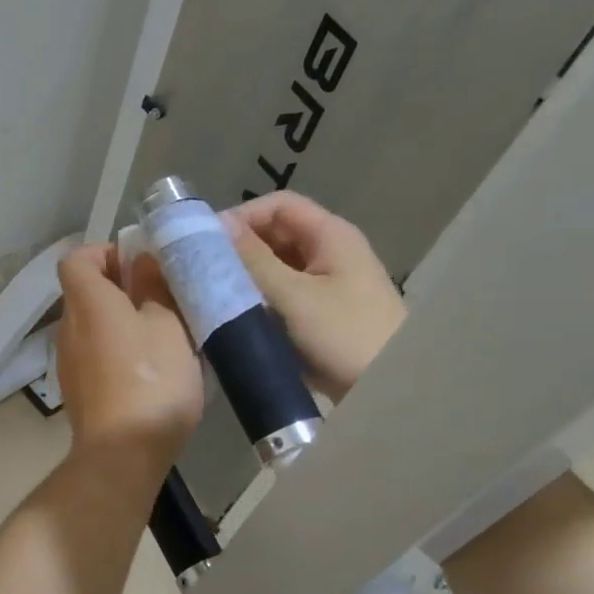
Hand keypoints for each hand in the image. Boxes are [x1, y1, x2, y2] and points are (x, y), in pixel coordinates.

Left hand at [55, 244, 203, 478]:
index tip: (140, 263)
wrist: (121, 454)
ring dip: (122, 321)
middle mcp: (69, 327)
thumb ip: (154, 288)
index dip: (105, 252)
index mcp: (87, 302)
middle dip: (121, 287)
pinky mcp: (77, 391)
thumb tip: (142, 261)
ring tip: (164, 334)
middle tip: (163, 298)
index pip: (77, 259)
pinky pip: (95, 355)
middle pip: (85, 292)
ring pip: (93, 326)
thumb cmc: (150, 380)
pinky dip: (117, 351)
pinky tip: (149, 370)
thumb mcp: (168, 326)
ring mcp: (69, 362)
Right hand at [222, 192, 404, 401]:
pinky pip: (281, 293)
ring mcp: (325, 283)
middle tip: (203, 271)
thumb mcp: (293, 295)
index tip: (207, 243)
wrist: (390, 388)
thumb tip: (216, 224)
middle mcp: (328, 252)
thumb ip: (254, 259)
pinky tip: (235, 314)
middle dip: (239, 249)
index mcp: (330, 235)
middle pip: (275, 234)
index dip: (242, 216)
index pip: (278, 205)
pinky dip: (257, 297)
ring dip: (246, 275)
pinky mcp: (318, 312)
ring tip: (213, 293)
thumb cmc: (345, 335)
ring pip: (275, 265)